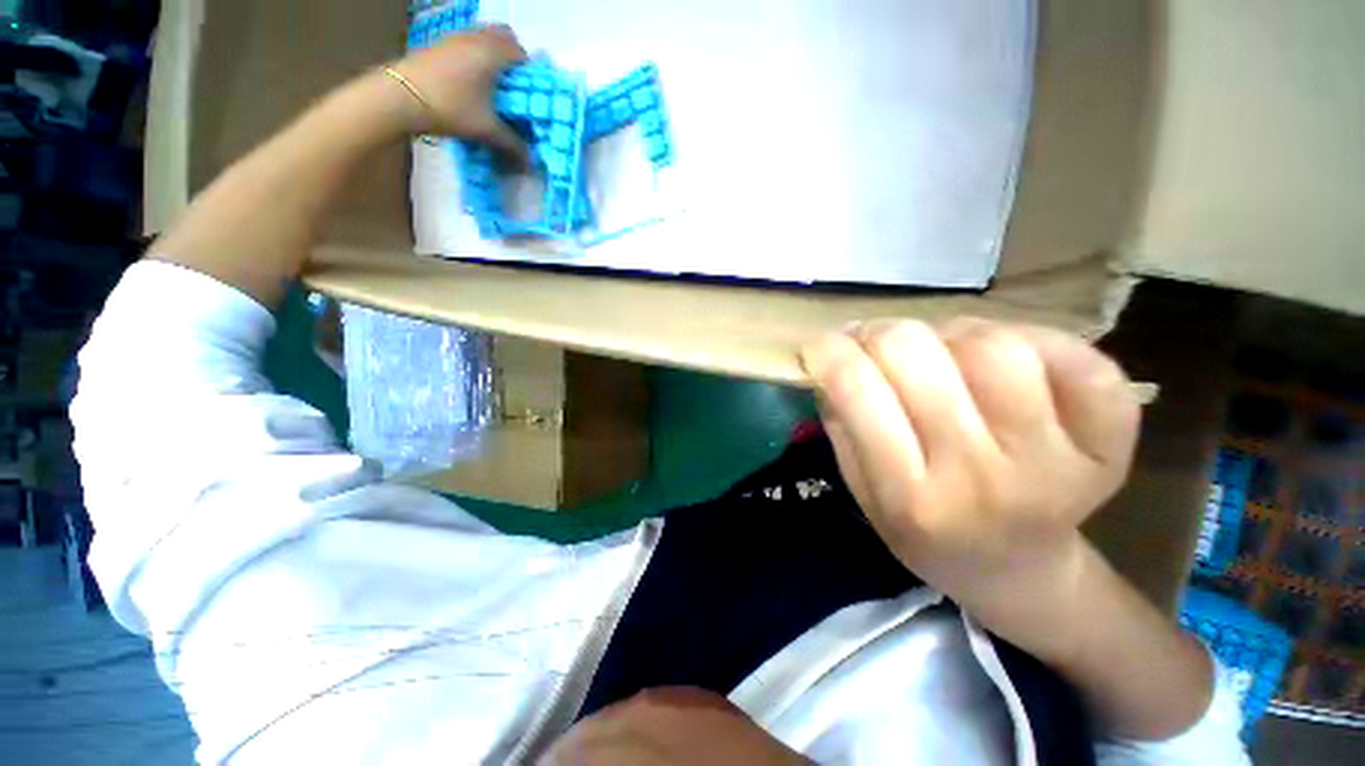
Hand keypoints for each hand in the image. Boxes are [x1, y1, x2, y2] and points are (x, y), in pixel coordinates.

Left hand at [388, 25, 527, 158]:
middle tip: (513, 84)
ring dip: (492, 54)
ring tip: (492, 84)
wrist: (398, 96)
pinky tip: (470, 81)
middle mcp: (474, 38)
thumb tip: (530, 161)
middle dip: (511, 56)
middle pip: (502, 35)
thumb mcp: (486, 130)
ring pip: (482, 37)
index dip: (529, 71)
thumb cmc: (450, 108)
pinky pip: (465, 42)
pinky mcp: (438, 44)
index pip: (520, 52)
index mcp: (492, 53)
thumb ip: (512, 143)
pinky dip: (474, 55)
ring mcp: (453, 37)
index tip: (529, 92)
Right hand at [801, 319, 1140, 644]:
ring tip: (940, 351)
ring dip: (950, 333)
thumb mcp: (862, 491)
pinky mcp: (1109, 447)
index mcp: (910, 497)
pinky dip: (1037, 339)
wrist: (1017, 574)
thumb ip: (841, 423)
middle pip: (917, 354)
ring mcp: (1053, 461)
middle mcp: (980, 478)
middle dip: (878, 334)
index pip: (856, 388)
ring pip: (992, 346)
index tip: (818, 345)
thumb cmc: (924, 531)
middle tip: (872, 342)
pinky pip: (1081, 361)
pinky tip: (1007, 357)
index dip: (827, 350)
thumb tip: (831, 356)